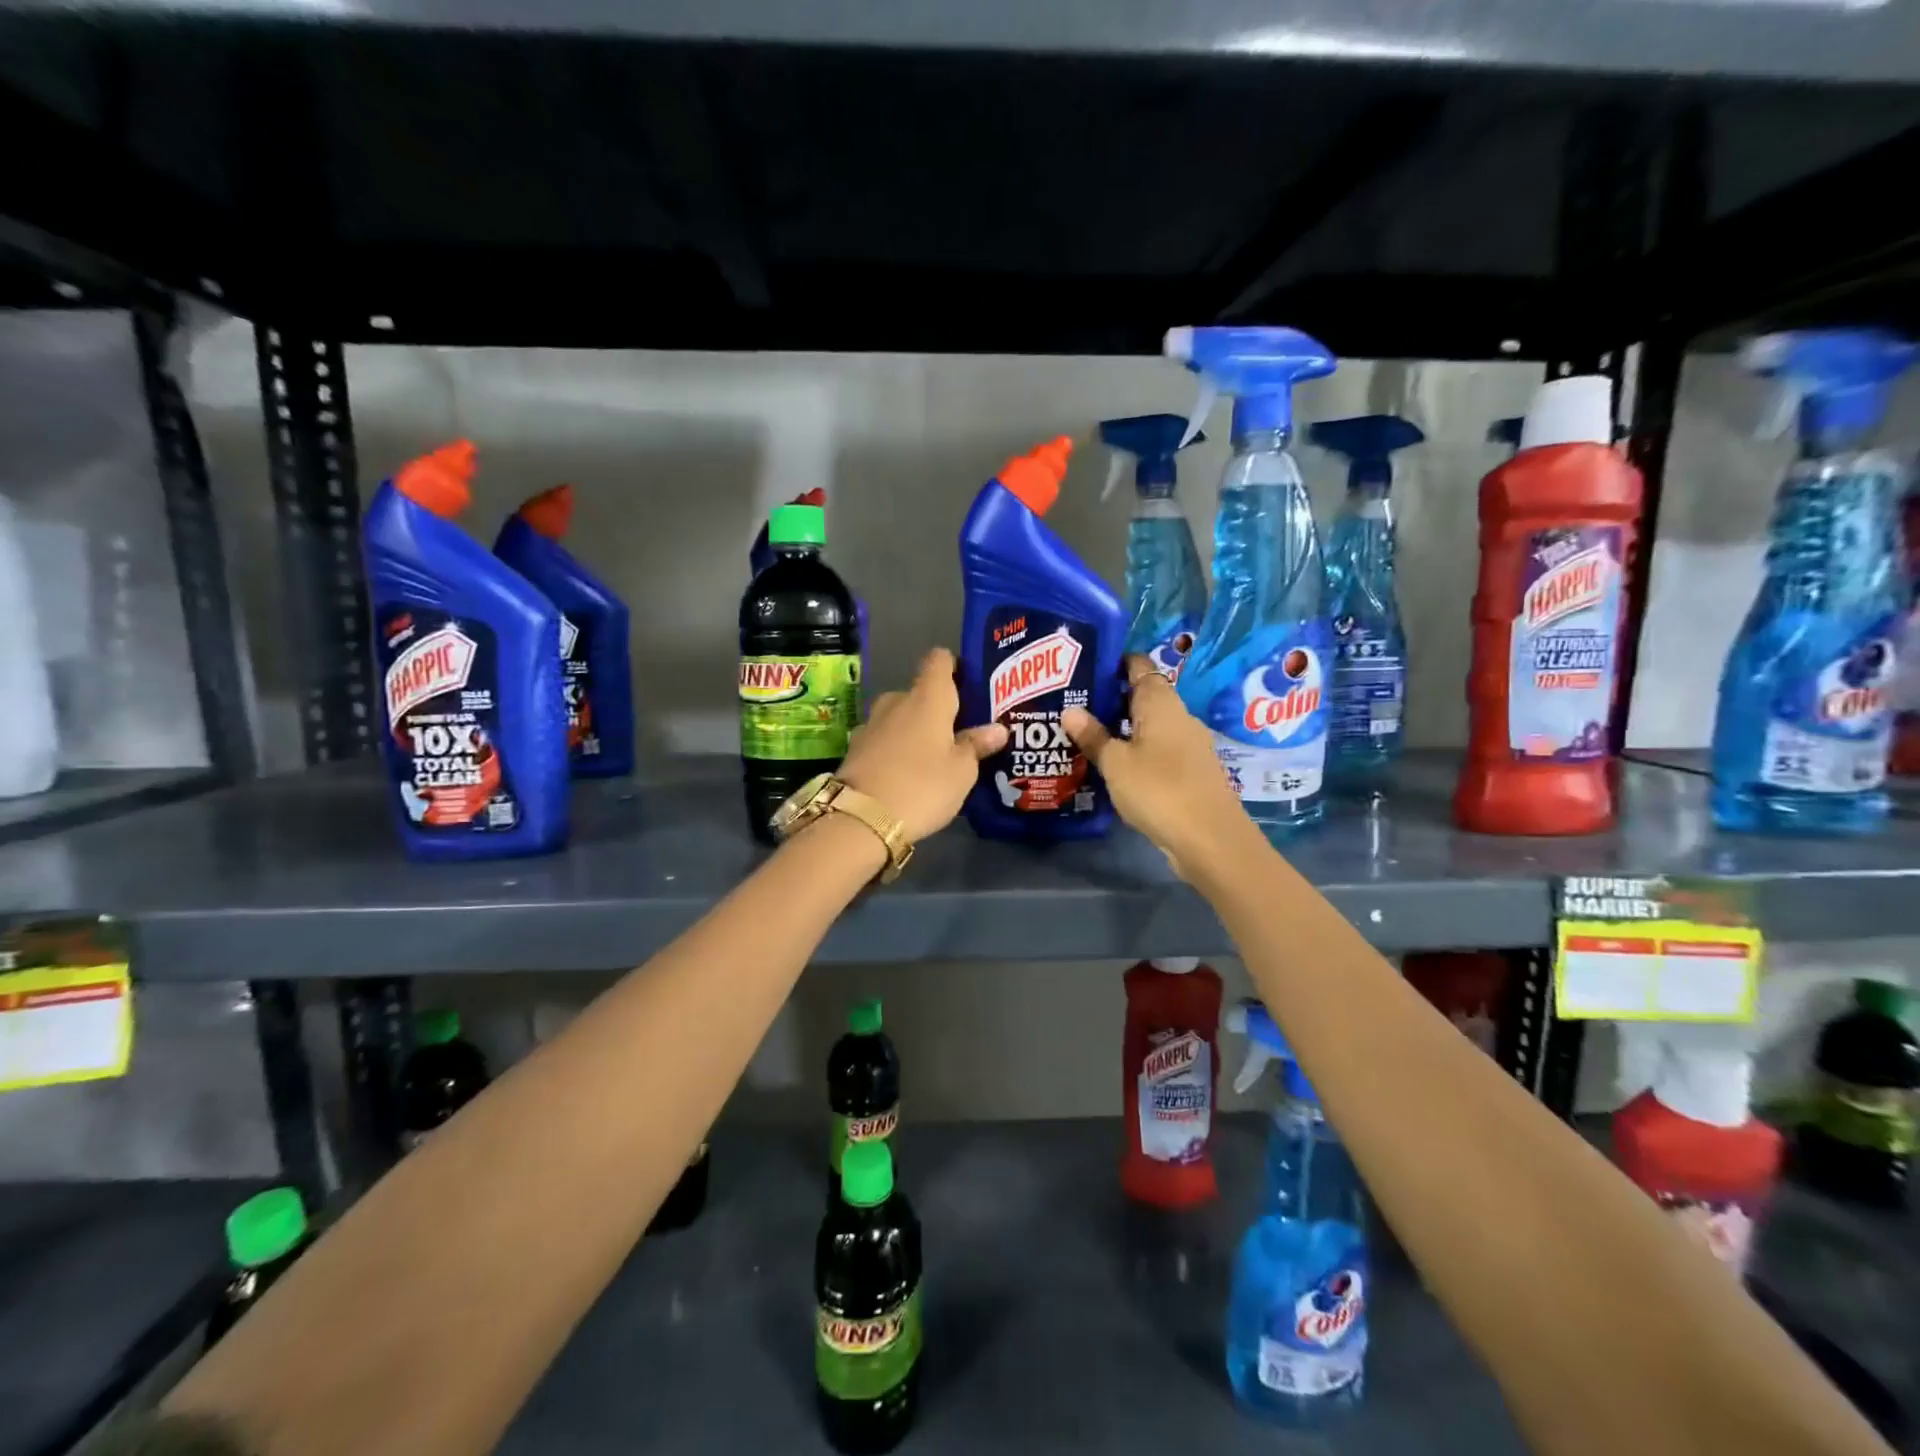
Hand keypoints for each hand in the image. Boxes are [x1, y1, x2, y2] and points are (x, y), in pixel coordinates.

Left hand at [839, 648, 1007, 844]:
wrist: (860, 819)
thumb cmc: (922, 786)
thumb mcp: (961, 771)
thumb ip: (977, 745)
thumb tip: (997, 728)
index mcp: (927, 697)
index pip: (939, 660)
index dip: (954, 666)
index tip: (968, 685)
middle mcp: (896, 701)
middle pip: (919, 693)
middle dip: (936, 709)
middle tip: (958, 733)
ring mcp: (870, 724)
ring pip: (899, 718)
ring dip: (914, 731)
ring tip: (934, 756)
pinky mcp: (855, 749)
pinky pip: (883, 740)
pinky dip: (895, 750)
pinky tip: (907, 773)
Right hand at [1062, 657, 1258, 880]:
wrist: (1209, 839)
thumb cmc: (1159, 790)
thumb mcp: (1116, 763)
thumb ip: (1093, 736)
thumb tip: (1070, 710)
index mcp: (1160, 702)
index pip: (1137, 665)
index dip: (1111, 663)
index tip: (1080, 669)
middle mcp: (1177, 715)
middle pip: (1141, 695)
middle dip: (1108, 699)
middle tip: (1070, 705)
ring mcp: (1186, 743)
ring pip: (1147, 724)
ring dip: (1119, 728)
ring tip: (1082, 735)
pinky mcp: (1188, 769)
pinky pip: (1155, 748)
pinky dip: (1134, 750)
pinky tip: (1109, 765)